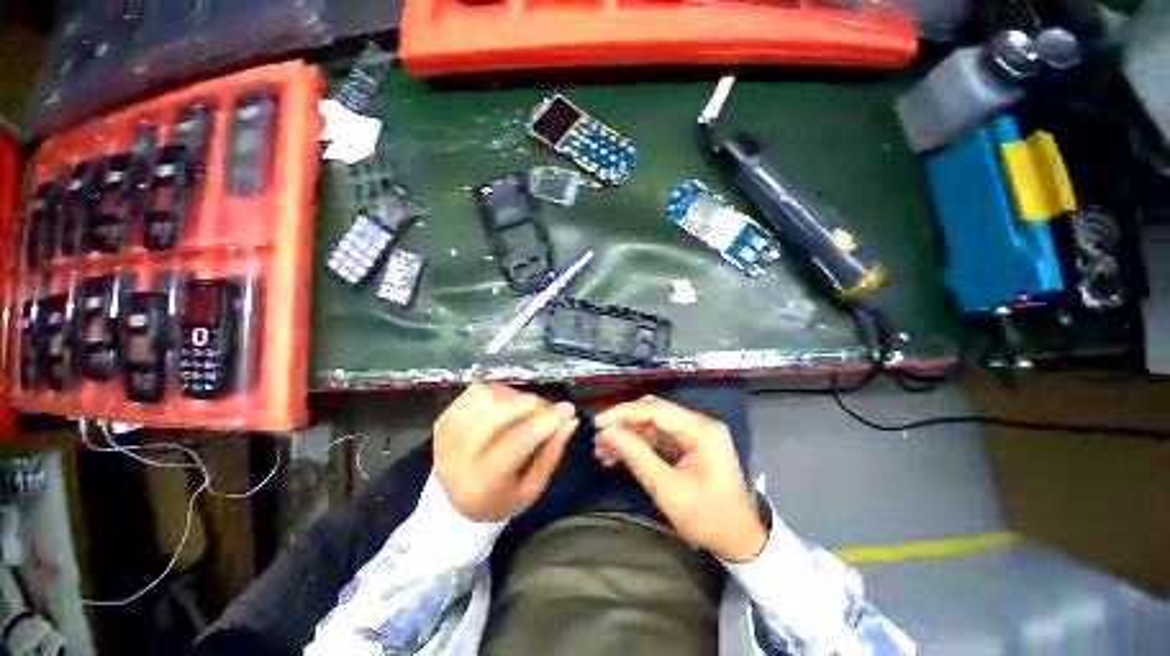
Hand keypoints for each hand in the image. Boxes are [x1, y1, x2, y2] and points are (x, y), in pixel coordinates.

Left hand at [433, 383, 577, 521]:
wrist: (456, 506)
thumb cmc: (502, 499)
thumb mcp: (532, 488)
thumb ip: (552, 453)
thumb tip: (571, 421)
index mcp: (483, 481)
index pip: (518, 441)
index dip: (546, 422)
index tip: (568, 410)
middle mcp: (458, 457)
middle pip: (496, 413)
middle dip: (530, 403)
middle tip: (547, 406)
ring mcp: (446, 436)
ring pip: (485, 398)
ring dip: (514, 396)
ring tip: (527, 407)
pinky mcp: (443, 422)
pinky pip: (473, 394)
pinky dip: (497, 393)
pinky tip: (507, 404)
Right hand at [594, 396, 766, 562]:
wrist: (741, 541)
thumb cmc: (708, 518)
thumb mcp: (668, 490)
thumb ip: (637, 457)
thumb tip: (608, 433)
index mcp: (700, 430)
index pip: (655, 410)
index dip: (623, 413)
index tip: (598, 423)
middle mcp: (698, 424)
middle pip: (653, 413)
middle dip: (624, 423)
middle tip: (599, 438)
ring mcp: (695, 434)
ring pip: (653, 424)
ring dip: (629, 434)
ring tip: (603, 449)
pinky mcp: (690, 445)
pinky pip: (659, 437)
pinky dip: (639, 444)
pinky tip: (619, 454)